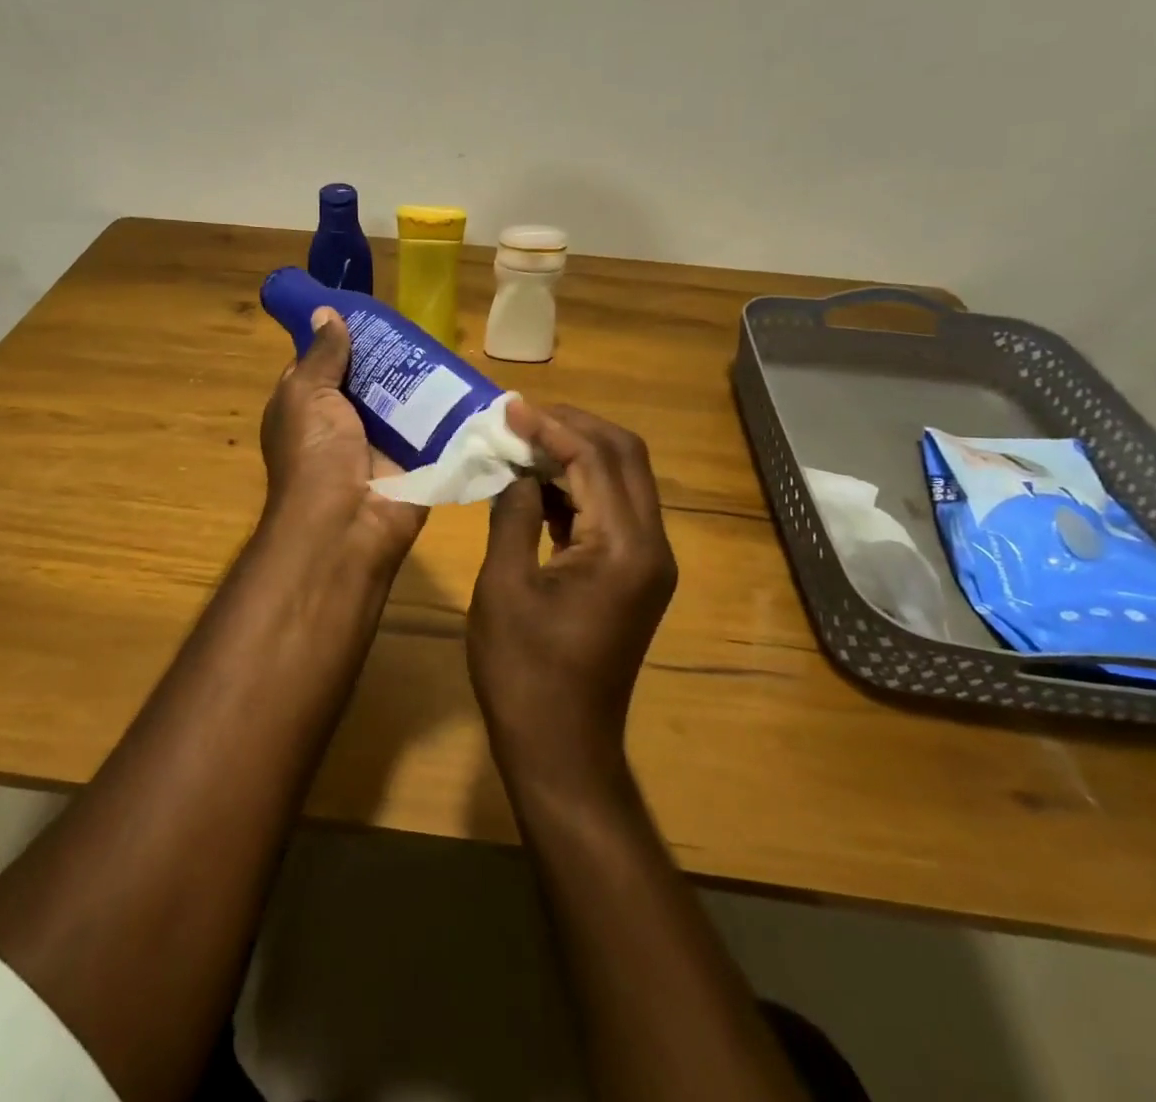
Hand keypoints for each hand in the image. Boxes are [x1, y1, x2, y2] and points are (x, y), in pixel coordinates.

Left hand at [259, 307, 427, 568]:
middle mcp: (343, 422)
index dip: (343, 338)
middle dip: (391, 355)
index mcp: (308, 407)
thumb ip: (321, 356)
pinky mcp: (415, 460)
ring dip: (422, 379)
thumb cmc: (315, 454)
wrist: (347, 525)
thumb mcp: (306, 395)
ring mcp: (381, 443)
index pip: (325, 363)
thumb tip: (326, 313)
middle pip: (370, 379)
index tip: (370, 311)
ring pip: (403, 400)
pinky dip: (447, 409)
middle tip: (421, 324)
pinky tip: (469, 381)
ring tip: (449, 343)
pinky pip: (432, 427)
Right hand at [467, 403, 677, 782]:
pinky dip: (580, 487)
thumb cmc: (524, 671)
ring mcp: (649, 562)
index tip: (508, 408)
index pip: (595, 458)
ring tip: (523, 441)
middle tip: (520, 417)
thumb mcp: (504, 585)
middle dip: (573, 427)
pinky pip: (614, 510)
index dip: (551, 425)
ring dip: (577, 453)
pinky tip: (539, 483)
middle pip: (625, 457)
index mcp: (623, 547)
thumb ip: (514, 514)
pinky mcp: (636, 575)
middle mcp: (651, 545)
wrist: (561, 748)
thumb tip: (518, 469)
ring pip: (623, 479)